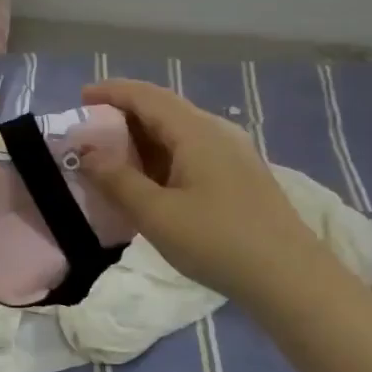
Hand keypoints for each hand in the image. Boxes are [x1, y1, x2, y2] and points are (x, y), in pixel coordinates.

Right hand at [80, 78, 335, 301]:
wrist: (291, 279)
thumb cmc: (218, 241)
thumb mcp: (156, 214)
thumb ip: (118, 180)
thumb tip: (87, 153)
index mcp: (196, 131)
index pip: (146, 96)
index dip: (111, 92)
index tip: (80, 98)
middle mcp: (216, 131)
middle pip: (163, 109)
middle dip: (124, 115)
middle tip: (91, 132)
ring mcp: (233, 153)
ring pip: (179, 131)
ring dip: (143, 138)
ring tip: (113, 157)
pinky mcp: (240, 175)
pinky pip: (192, 150)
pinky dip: (162, 155)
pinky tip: (151, 180)